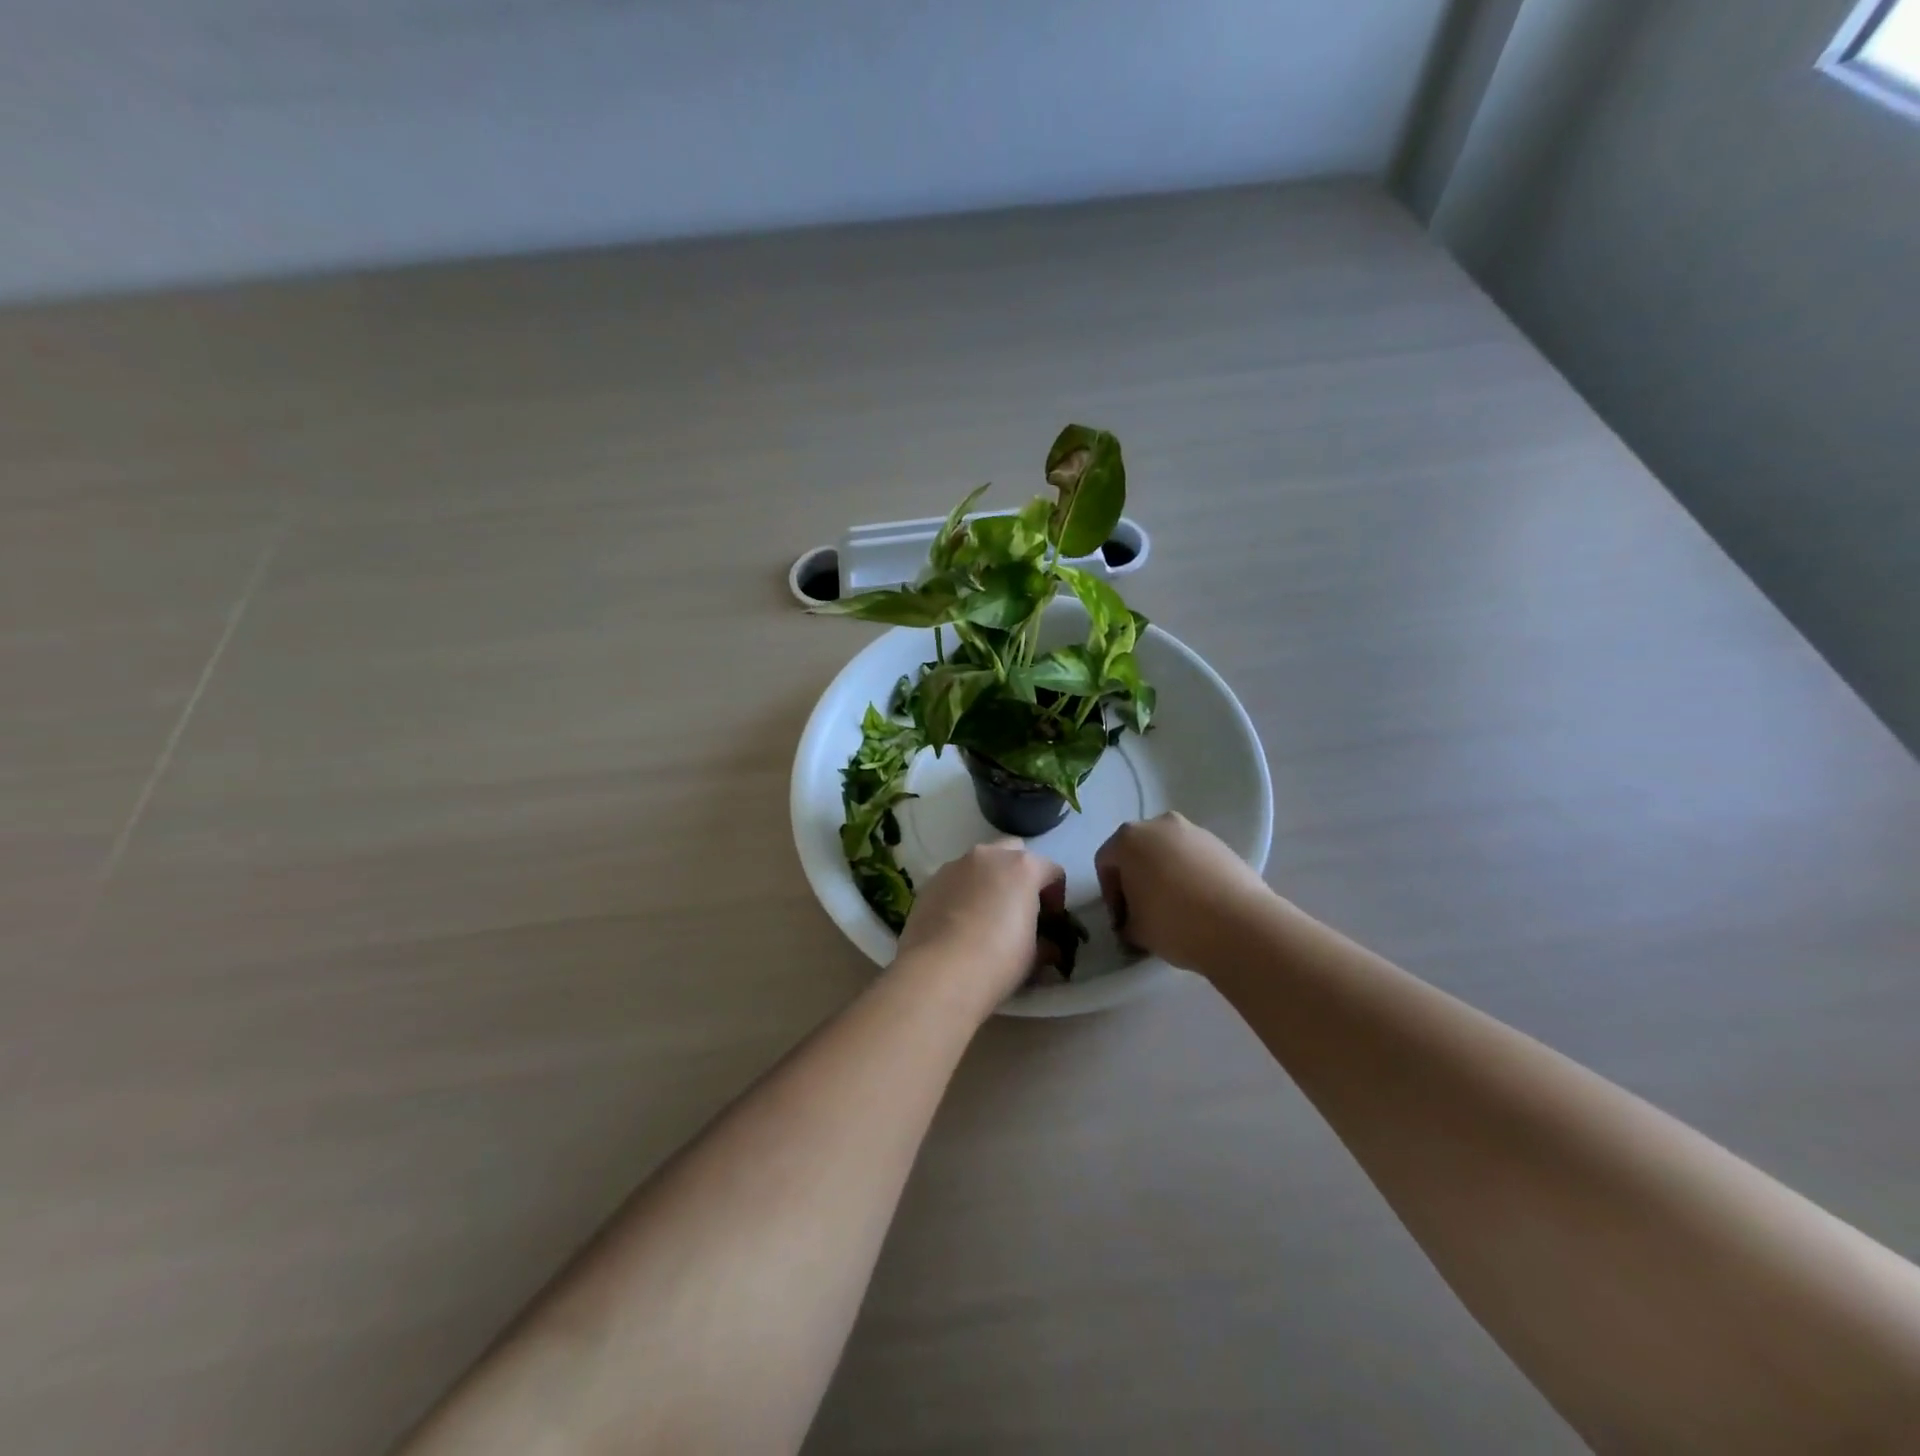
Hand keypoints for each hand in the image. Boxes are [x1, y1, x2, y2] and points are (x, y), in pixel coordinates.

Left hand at [896, 840, 1066, 1009]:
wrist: (938, 972)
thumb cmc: (997, 961)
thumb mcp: (1034, 956)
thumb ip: (1044, 942)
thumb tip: (1047, 947)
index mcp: (1023, 867)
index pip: (1052, 871)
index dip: (1056, 896)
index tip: (1051, 922)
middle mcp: (989, 855)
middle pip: (1013, 854)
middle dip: (1020, 875)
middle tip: (1019, 908)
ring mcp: (956, 865)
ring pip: (980, 864)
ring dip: (989, 881)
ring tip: (985, 916)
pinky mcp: (930, 881)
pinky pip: (955, 880)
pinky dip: (963, 892)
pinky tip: (959, 923)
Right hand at [1094, 812, 1273, 970]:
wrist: (1241, 926)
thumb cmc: (1174, 923)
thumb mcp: (1135, 930)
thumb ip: (1125, 922)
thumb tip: (1131, 923)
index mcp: (1129, 839)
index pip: (1106, 863)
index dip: (1110, 894)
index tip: (1122, 921)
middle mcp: (1159, 825)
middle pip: (1137, 851)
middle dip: (1136, 879)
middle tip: (1143, 911)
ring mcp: (1194, 831)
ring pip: (1168, 852)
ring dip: (1164, 875)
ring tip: (1175, 909)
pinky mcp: (1222, 844)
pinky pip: (1194, 858)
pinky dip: (1190, 875)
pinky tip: (1199, 904)